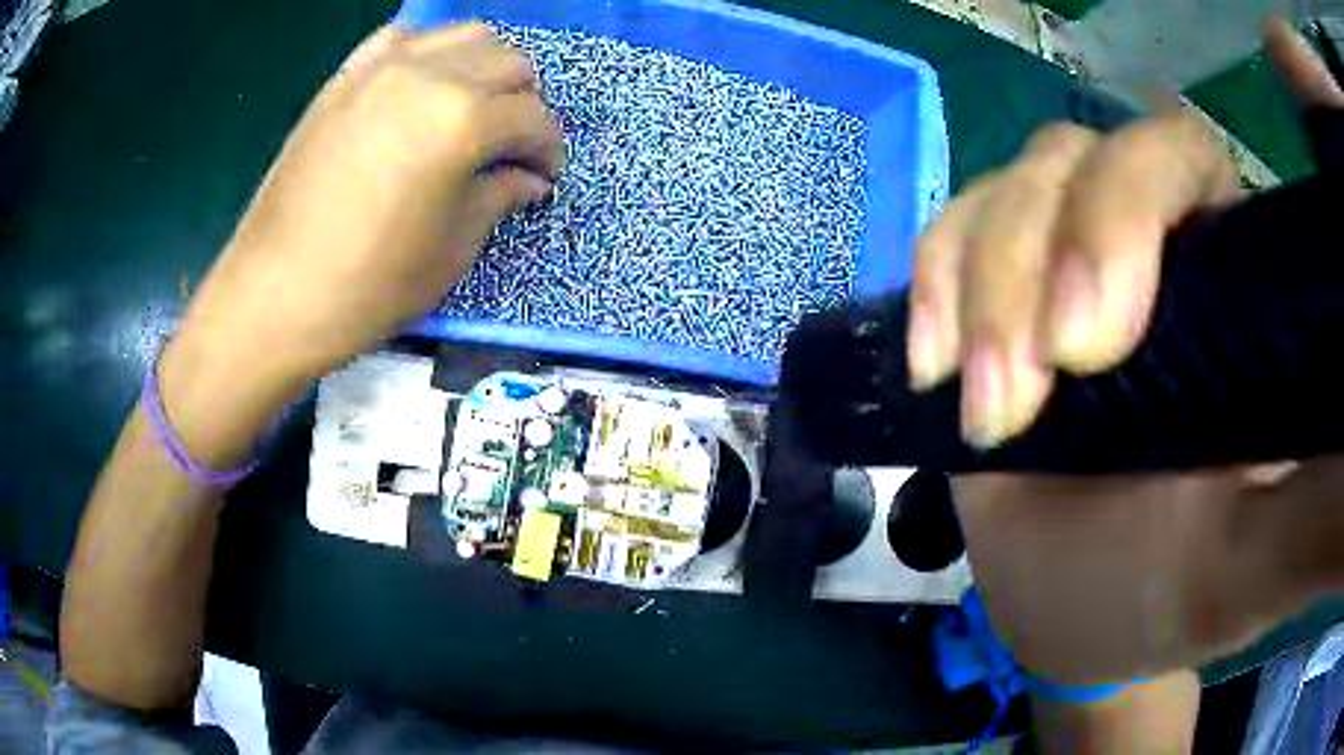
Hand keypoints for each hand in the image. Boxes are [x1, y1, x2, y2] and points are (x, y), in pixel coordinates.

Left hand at [179, 22, 564, 383]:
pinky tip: (422, 87)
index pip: (533, 117)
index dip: (548, 149)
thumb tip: (528, 179)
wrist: (275, 294)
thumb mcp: (451, 251)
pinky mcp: (346, 77)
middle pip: (509, 62)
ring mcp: (382, 68)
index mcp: (463, 122)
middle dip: (524, 103)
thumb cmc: (368, 286)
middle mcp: (429, 76)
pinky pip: (402, 37)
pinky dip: (427, 53)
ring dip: (484, 68)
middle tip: (511, 145)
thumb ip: (498, 197)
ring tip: (472, 110)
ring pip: (464, 35)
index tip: (543, 176)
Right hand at [911, 19, 1343, 681]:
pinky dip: (932, 282)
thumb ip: (1309, 523)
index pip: (1178, 153)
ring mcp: (1060, 256)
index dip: (1127, 209)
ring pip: (1004, 189)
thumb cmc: (1162, 597)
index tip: (1090, 346)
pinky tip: (931, 363)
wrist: (1074, 615)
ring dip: (976, 288)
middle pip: (1075, 157)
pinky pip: (949, 232)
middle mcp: (1147, 240)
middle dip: (1033, 262)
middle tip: (1017, 399)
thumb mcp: (1243, 572)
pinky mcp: (994, 291)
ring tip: (979, 409)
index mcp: (1228, 279)